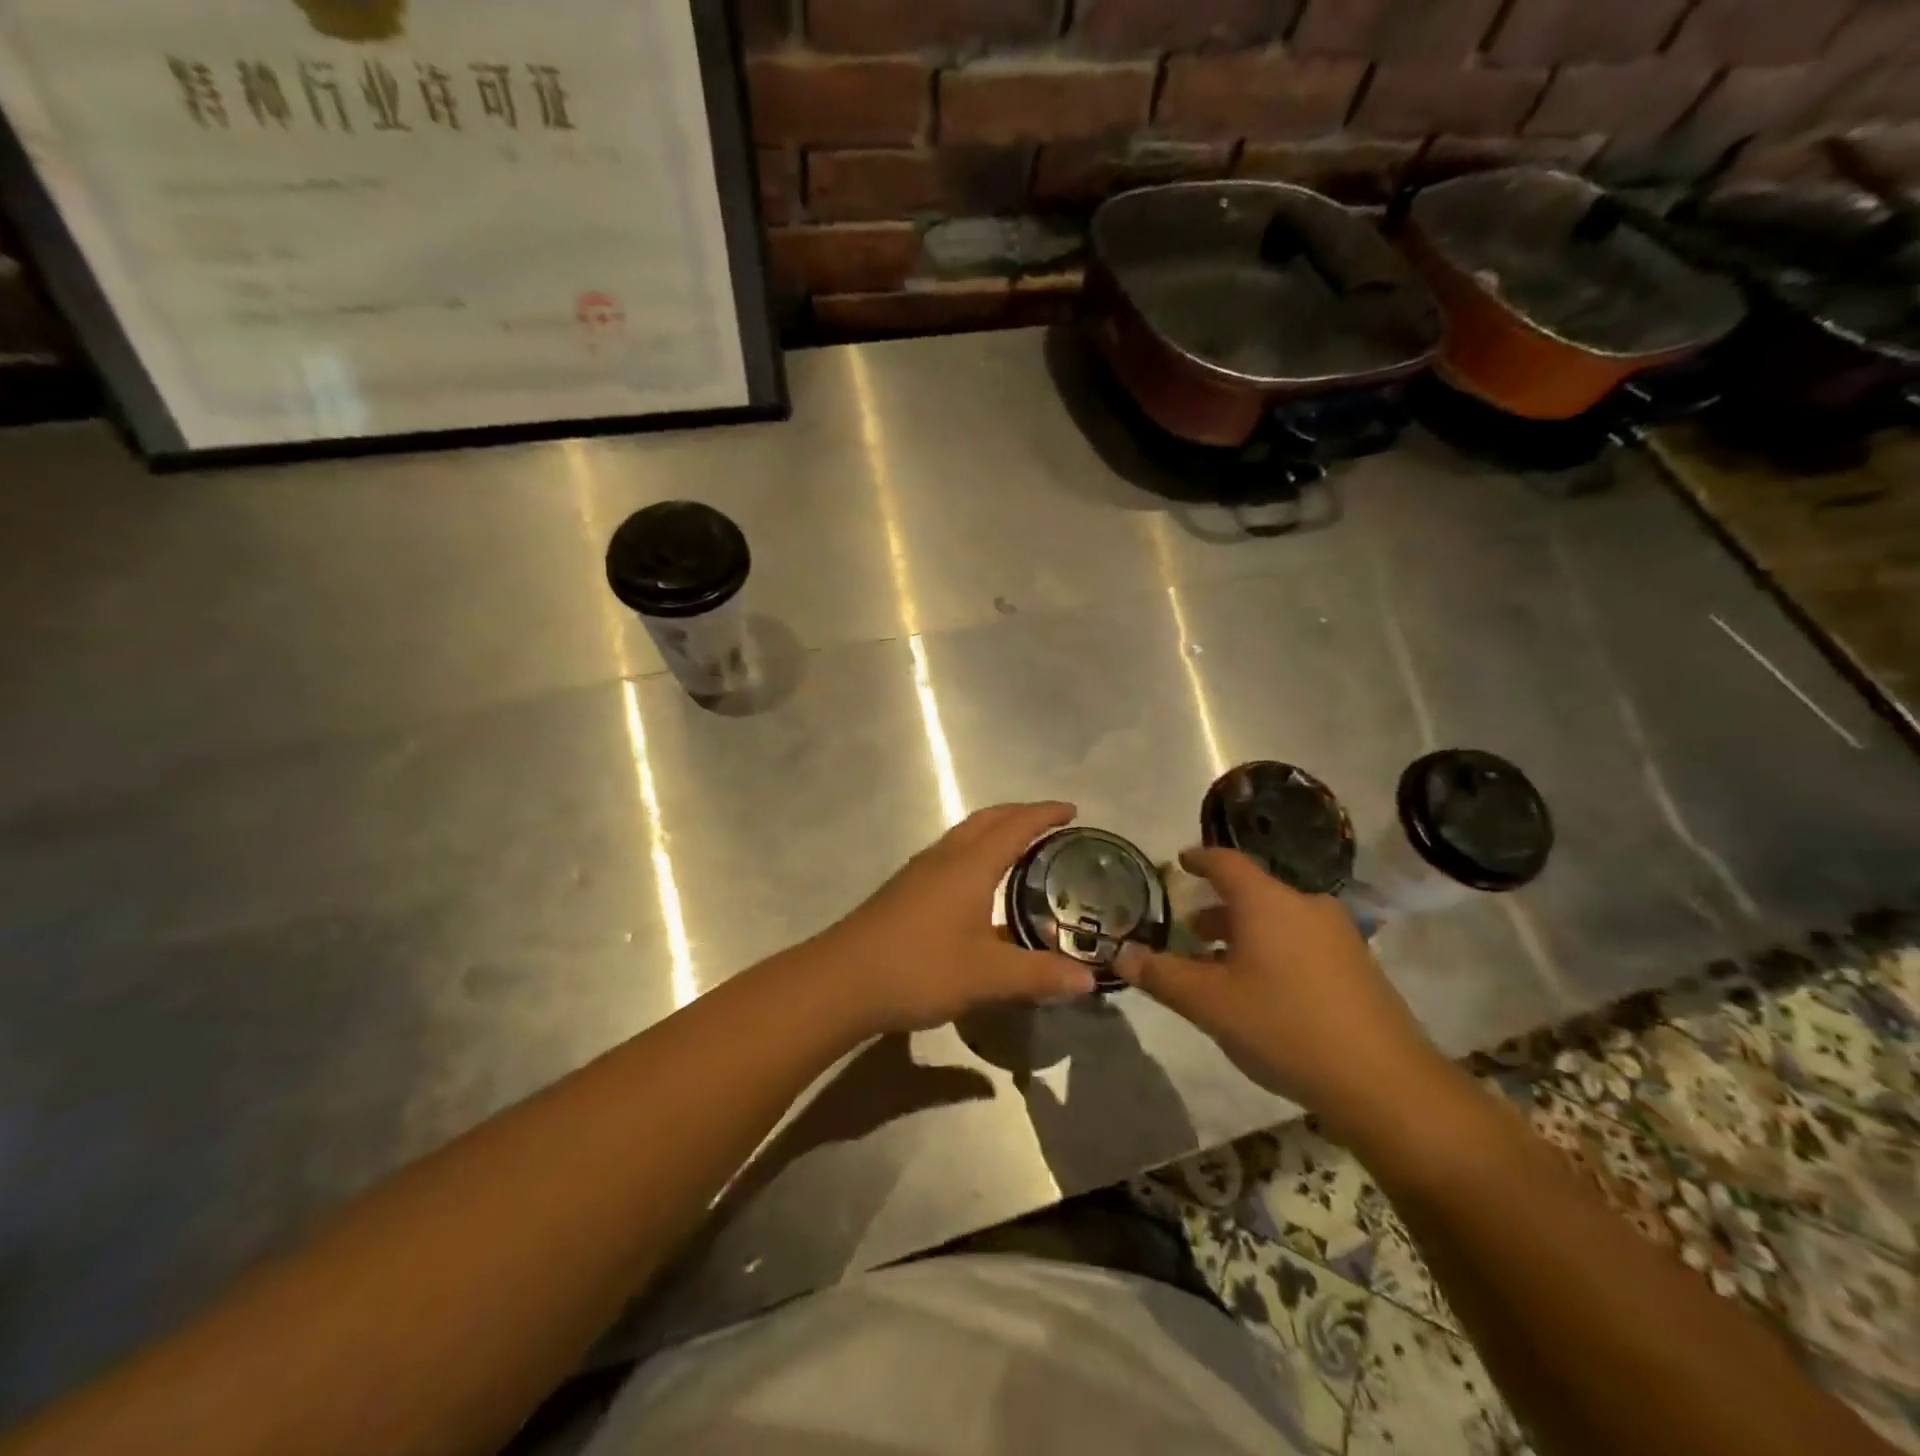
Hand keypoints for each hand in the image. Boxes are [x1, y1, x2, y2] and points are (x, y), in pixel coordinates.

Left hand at [810, 802, 1098, 1035]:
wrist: (842, 980)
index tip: (1072, 810)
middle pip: (987, 820)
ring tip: (1020, 850)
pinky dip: (975, 853)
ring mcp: (920, 872)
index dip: (1045, 814)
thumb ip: (1038, 974)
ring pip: (965, 836)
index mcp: (969, 865)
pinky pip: (951, 855)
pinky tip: (978, 887)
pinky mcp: (905, 890)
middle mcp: (945, 857)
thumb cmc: (919, 968)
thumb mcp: (987, 976)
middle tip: (1050, 825)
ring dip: (994, 832)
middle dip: (1020, 814)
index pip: (1015, 826)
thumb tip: (1088, 979)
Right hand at [1115, 847, 1448, 1131]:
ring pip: (1278, 918)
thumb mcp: (1209, 1004)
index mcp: (1267, 901)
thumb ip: (1161, 975)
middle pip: (1253, 892)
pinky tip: (1262, 988)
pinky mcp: (1358, 966)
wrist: (1384, 1083)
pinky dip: (1273, 949)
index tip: (1180, 862)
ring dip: (1244, 932)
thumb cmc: (1284, 1026)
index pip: (1225, 862)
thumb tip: (1121, 956)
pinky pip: (1302, 941)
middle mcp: (1305, 905)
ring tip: (1219, 963)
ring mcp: (1338, 935)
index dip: (1198, 859)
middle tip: (1190, 928)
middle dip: (1218, 907)